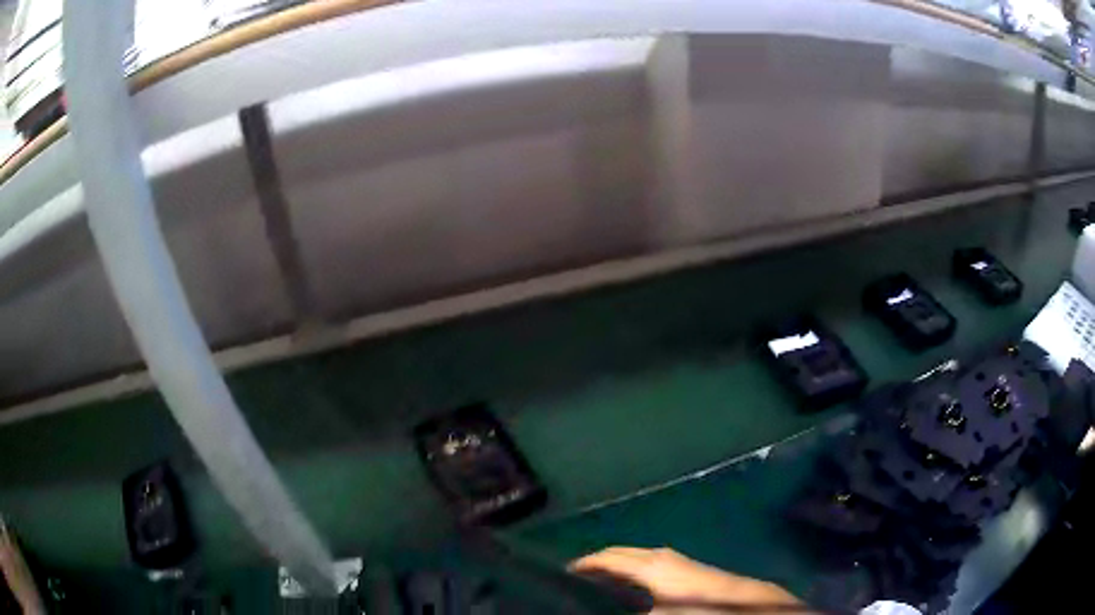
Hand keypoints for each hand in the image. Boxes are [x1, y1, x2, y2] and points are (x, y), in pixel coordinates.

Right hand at [570, 546, 803, 613]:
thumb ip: (624, 612)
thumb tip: (598, 610)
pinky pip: (645, 563)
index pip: (606, 558)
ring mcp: (674, 559)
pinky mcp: (684, 567)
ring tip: (594, 585)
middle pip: (618, 553)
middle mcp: (659, 555)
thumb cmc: (698, 608)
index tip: (561, 576)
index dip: (582, 565)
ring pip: (633, 557)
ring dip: (613, 567)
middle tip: (573, 581)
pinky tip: (627, 588)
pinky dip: (629, 570)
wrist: (745, 603)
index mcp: (649, 565)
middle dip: (595, 564)